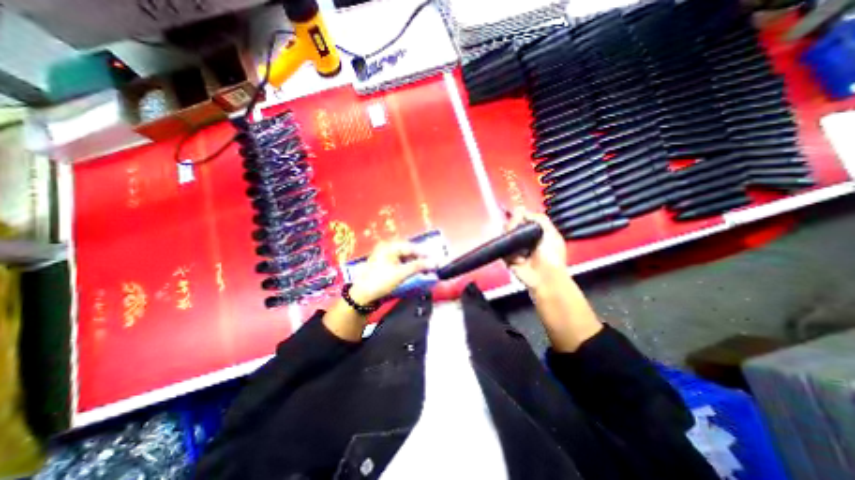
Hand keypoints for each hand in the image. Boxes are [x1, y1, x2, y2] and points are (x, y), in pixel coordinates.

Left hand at [348, 241, 434, 305]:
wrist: (362, 295)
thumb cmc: (381, 281)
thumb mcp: (401, 273)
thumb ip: (418, 266)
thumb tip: (434, 263)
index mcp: (389, 246)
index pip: (411, 247)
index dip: (424, 254)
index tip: (435, 260)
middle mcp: (386, 247)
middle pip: (407, 251)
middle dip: (419, 258)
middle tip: (430, 265)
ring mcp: (384, 255)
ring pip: (404, 256)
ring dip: (414, 262)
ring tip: (423, 269)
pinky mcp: (383, 263)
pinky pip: (399, 261)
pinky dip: (407, 266)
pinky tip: (413, 271)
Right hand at [503, 207, 569, 293]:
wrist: (544, 277)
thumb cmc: (552, 256)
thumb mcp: (551, 232)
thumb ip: (538, 217)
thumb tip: (521, 210)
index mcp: (536, 231)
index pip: (522, 217)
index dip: (518, 215)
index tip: (515, 213)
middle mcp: (525, 238)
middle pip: (511, 224)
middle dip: (512, 225)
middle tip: (517, 230)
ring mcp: (515, 248)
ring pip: (504, 235)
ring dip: (511, 239)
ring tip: (520, 249)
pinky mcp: (508, 258)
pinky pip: (502, 249)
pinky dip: (509, 253)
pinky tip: (519, 259)